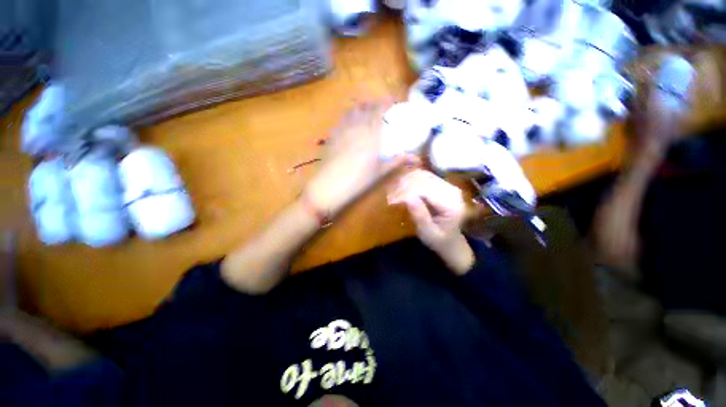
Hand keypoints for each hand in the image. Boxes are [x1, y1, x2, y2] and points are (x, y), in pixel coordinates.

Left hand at [306, 101, 417, 214]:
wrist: (329, 186)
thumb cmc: (358, 180)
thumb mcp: (380, 172)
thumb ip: (397, 162)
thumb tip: (416, 158)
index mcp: (370, 133)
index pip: (378, 110)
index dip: (385, 103)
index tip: (392, 101)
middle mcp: (355, 126)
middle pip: (364, 107)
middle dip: (373, 104)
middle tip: (379, 108)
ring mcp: (341, 130)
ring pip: (351, 111)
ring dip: (360, 108)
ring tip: (365, 112)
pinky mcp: (331, 136)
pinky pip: (341, 120)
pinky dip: (348, 116)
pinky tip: (349, 124)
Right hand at [388, 170, 473, 274]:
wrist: (450, 240)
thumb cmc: (438, 240)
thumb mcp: (428, 232)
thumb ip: (420, 215)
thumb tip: (407, 197)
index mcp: (452, 204)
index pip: (426, 190)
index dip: (407, 192)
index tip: (391, 200)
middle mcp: (452, 191)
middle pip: (425, 180)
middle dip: (405, 186)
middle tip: (390, 196)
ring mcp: (448, 186)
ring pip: (423, 175)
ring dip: (406, 182)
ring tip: (394, 192)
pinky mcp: (442, 185)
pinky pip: (424, 176)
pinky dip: (411, 180)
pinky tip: (401, 188)